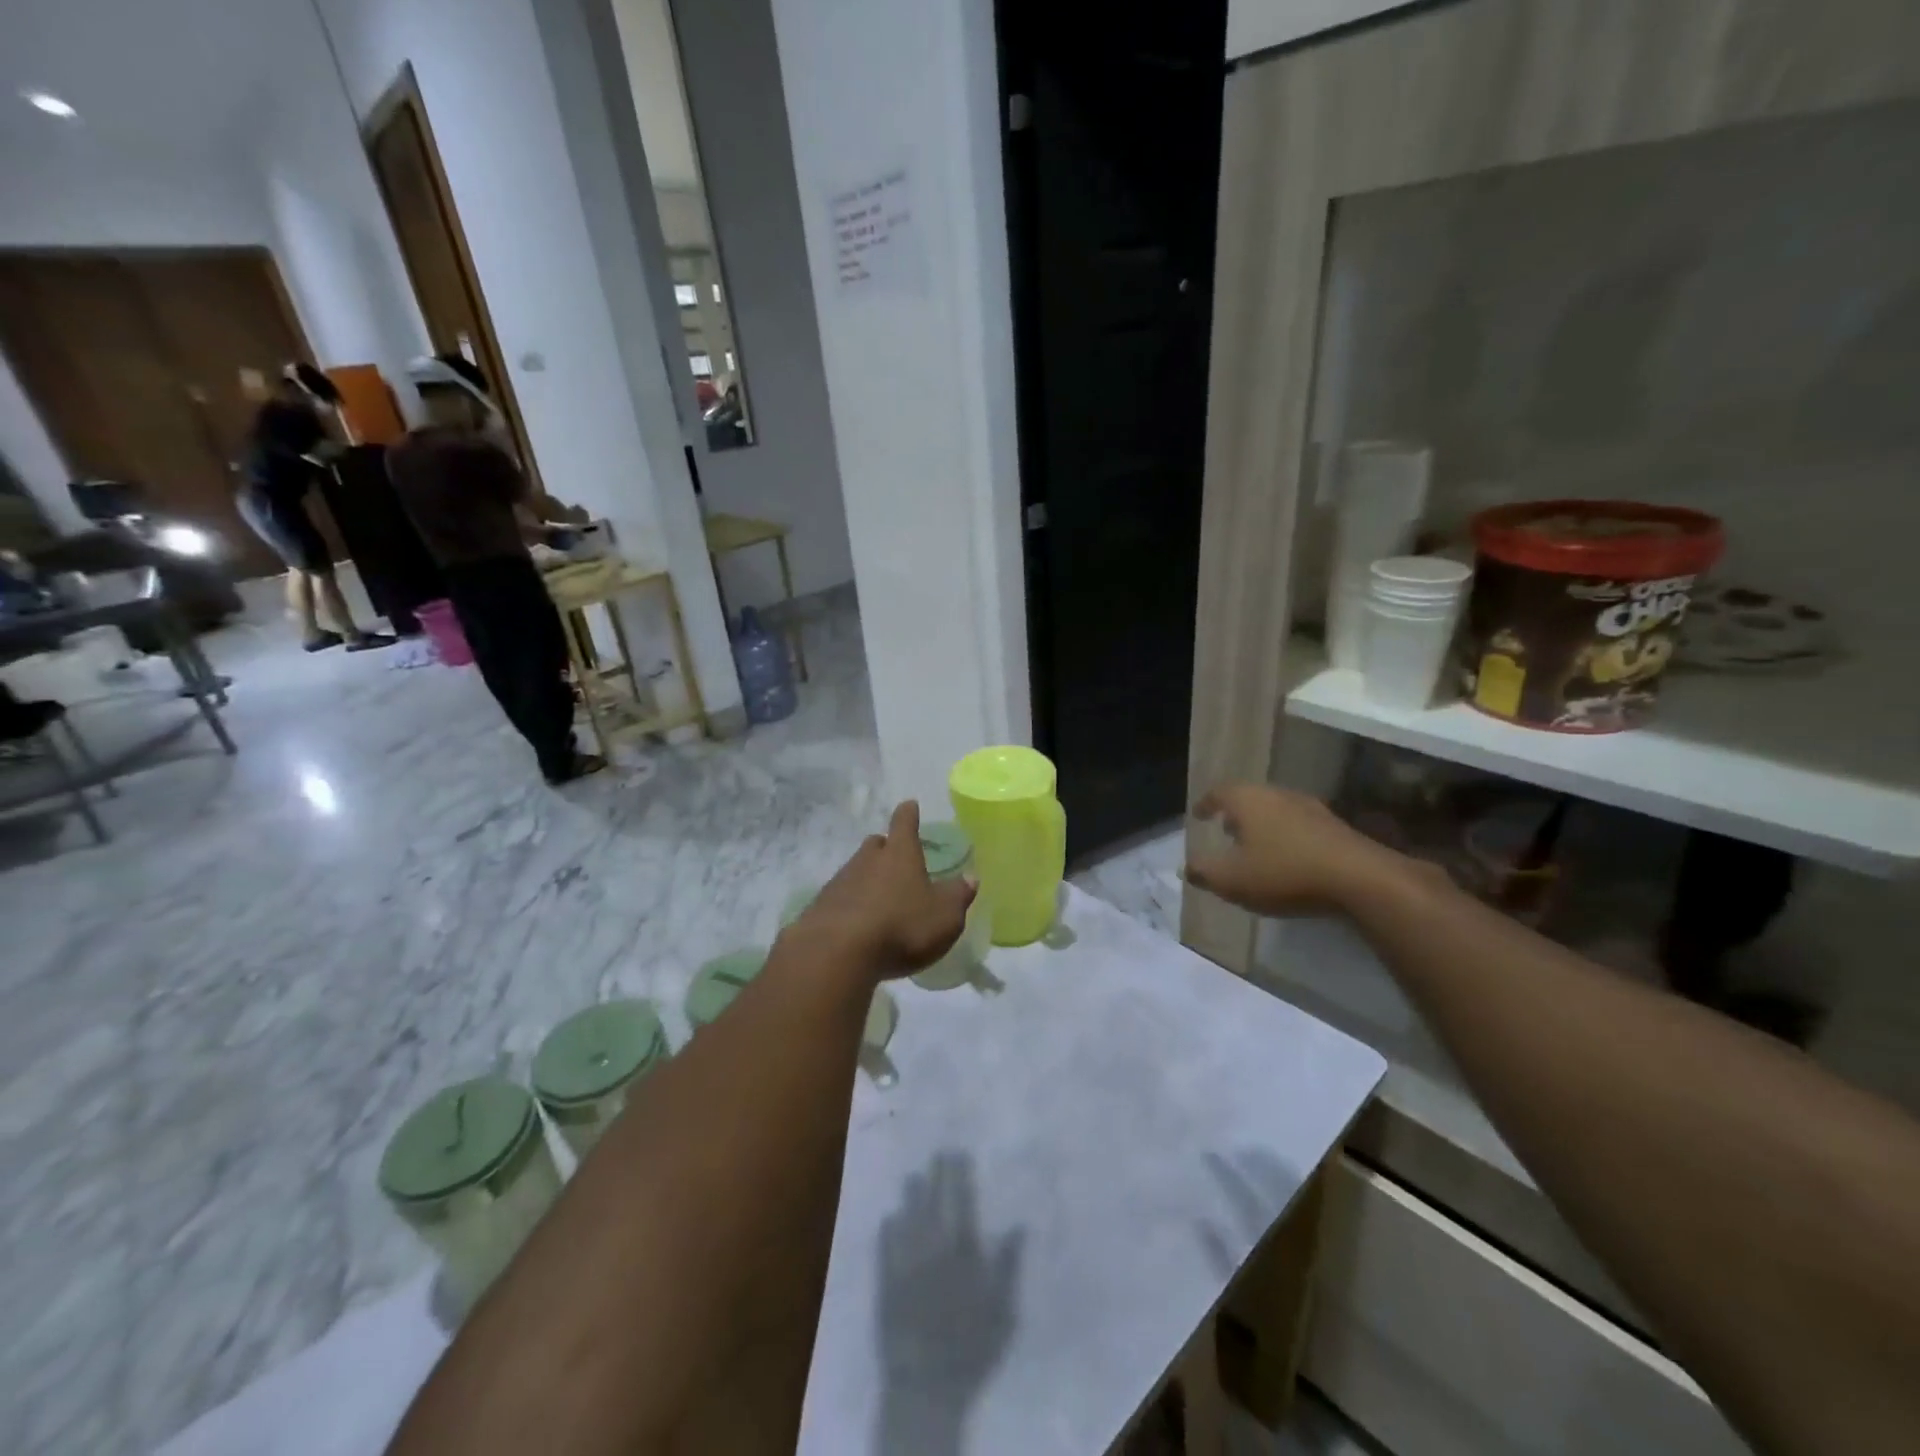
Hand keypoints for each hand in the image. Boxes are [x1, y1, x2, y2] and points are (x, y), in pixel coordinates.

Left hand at [796, 801, 975, 980]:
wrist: (837, 953)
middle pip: (876, 845)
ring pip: (856, 870)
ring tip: (880, 898)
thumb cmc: (901, 926)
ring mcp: (840, 882)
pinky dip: (851, 904)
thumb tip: (970, 877)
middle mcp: (867, 860)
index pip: (904, 823)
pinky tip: (858, 924)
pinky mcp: (820, 907)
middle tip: (895, 857)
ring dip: (867, 878)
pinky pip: (840, 898)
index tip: (909, 805)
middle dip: (885, 848)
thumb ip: (958, 895)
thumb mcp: (944, 916)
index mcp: (900, 854)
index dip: (909, 814)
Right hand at [1185, 782, 1400, 915]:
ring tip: (1255, 845)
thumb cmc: (1283, 873)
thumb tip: (1186, 867)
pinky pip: (1299, 825)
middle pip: (1249, 797)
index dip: (1206, 804)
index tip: (1198, 815)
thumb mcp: (1232, 880)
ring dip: (1262, 824)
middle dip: (1235, 813)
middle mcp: (1278, 795)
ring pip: (1276, 810)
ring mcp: (1310, 808)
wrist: (1359, 879)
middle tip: (1225, 829)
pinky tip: (1288, 857)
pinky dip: (1286, 836)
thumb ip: (1204, 872)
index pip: (1219, 793)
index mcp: (1248, 800)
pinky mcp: (1335, 827)